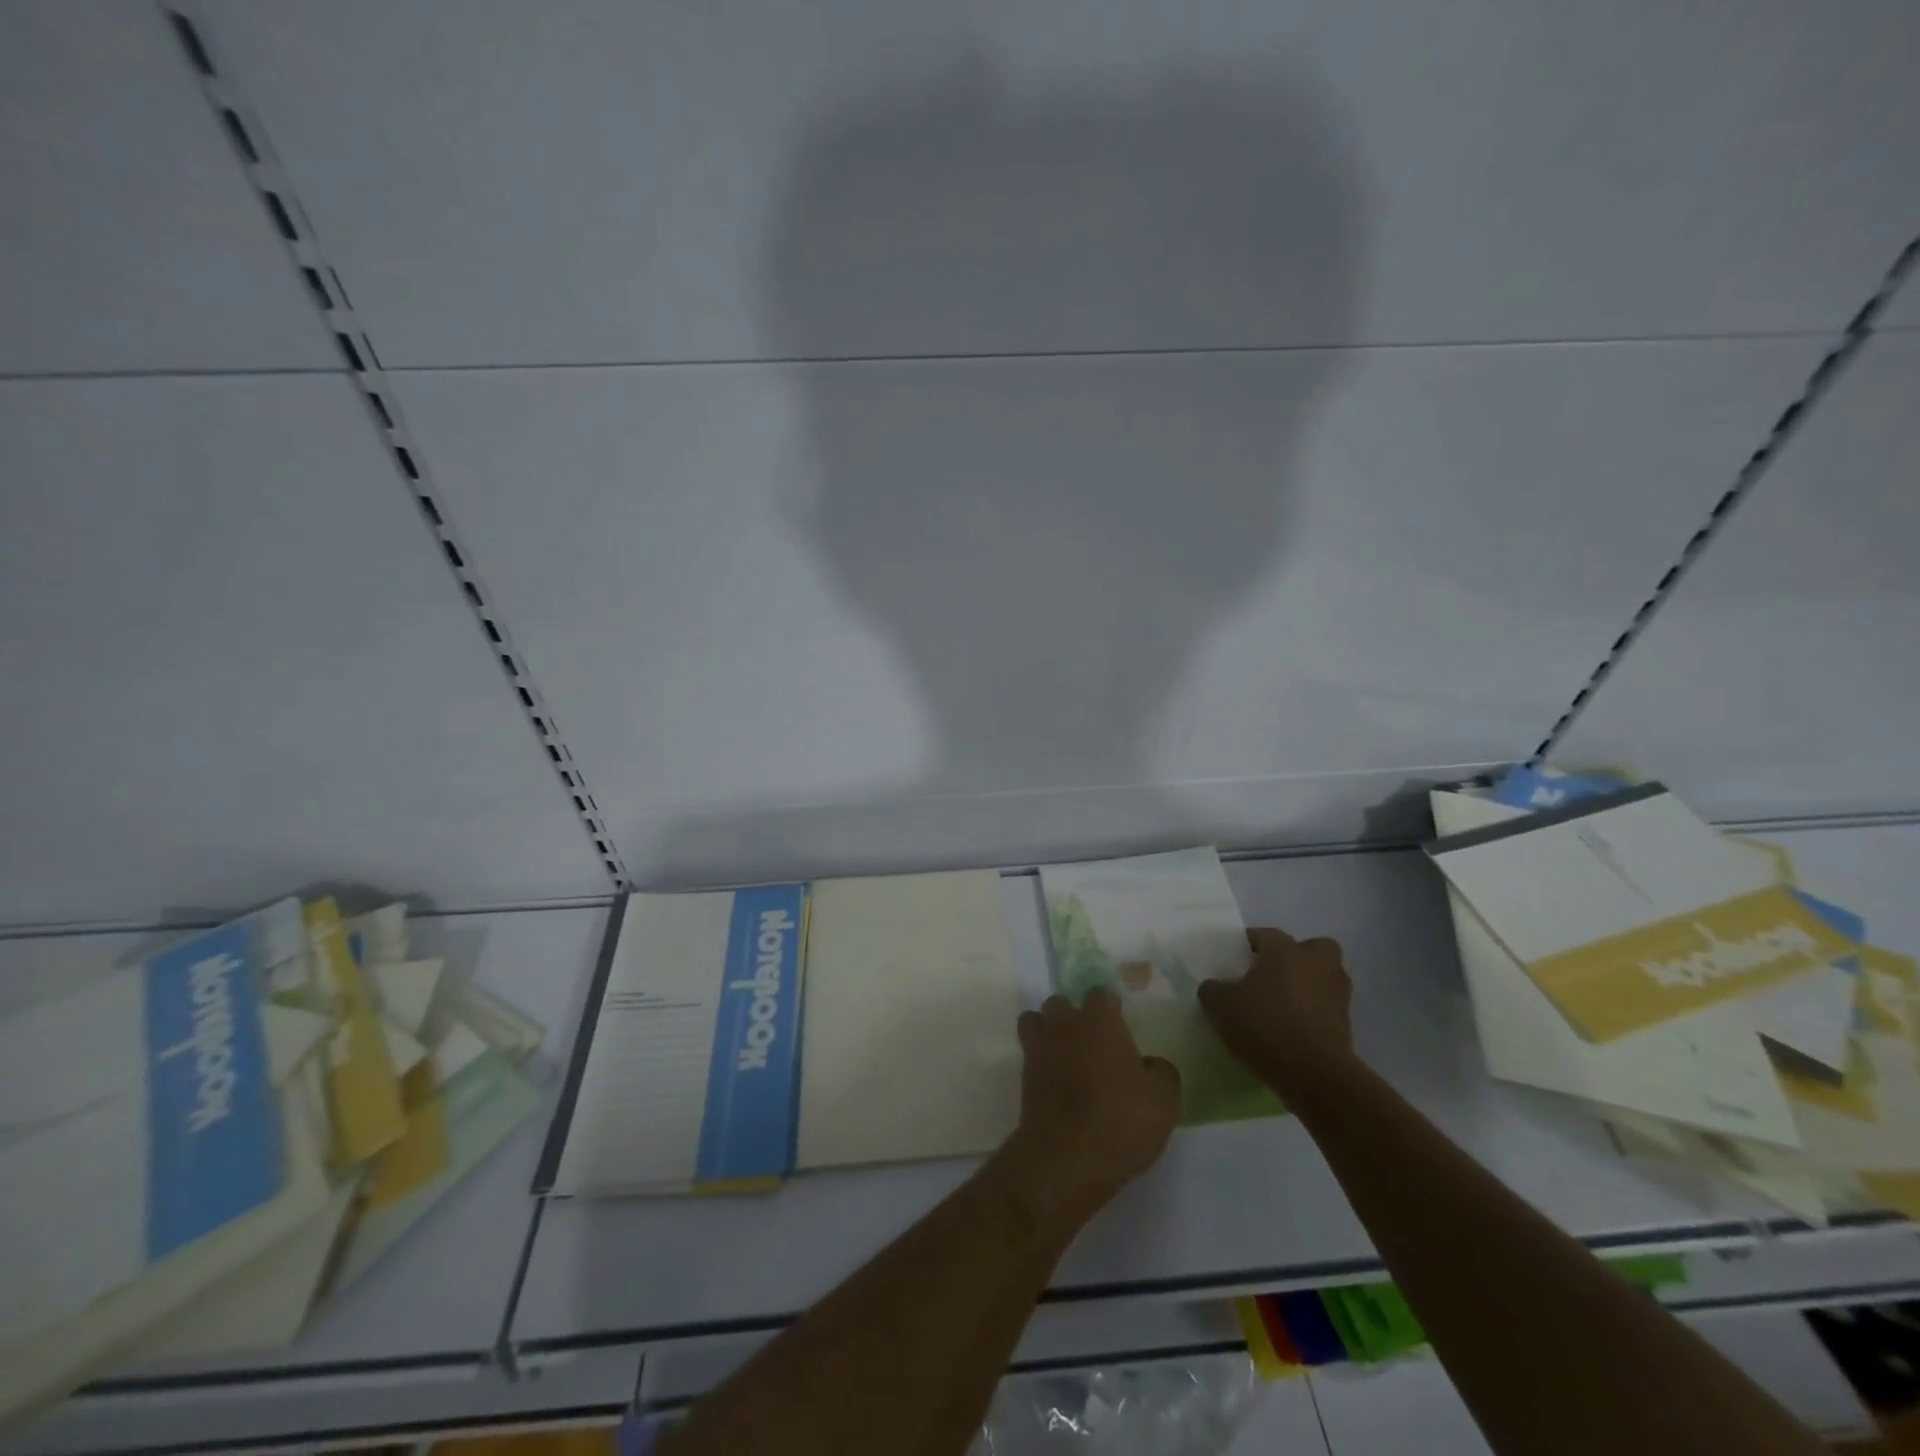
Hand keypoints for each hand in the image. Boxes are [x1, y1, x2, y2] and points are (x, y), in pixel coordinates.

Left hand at [1004, 990, 1180, 1234]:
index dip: (1110, 1007)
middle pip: (1061, 1003)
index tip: (1119, 1025)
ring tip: (1065, 1054)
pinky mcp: (1024, 1076)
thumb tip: (1150, 1064)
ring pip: (1036, 1021)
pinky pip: (1030, 1054)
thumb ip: (1161, 1071)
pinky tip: (1056, 1081)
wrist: (1067, 1156)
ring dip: (1048, 1031)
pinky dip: (1040, 1060)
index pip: (1100, 994)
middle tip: (1091, 1042)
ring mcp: (1039, 1048)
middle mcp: (1065, 1024)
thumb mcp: (1164, 1100)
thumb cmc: (1121, 1120)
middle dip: (1072, 1015)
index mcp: (1100, 1020)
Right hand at [1198, 928, 1355, 1103]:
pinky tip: (1294, 1030)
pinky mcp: (1347, 1025)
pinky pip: (1327, 1008)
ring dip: (1309, 986)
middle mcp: (1317, 964)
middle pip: (1313, 948)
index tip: (1236, 958)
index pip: (1265, 934)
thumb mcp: (1220, 1005)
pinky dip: (1314, 1014)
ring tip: (1284, 1005)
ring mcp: (1337, 994)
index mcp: (1285, 950)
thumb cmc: (1264, 1025)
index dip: (1249, 944)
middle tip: (1274, 975)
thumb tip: (1215, 987)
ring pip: (1325, 978)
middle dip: (1297, 957)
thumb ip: (1213, 989)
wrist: (1313, 1074)